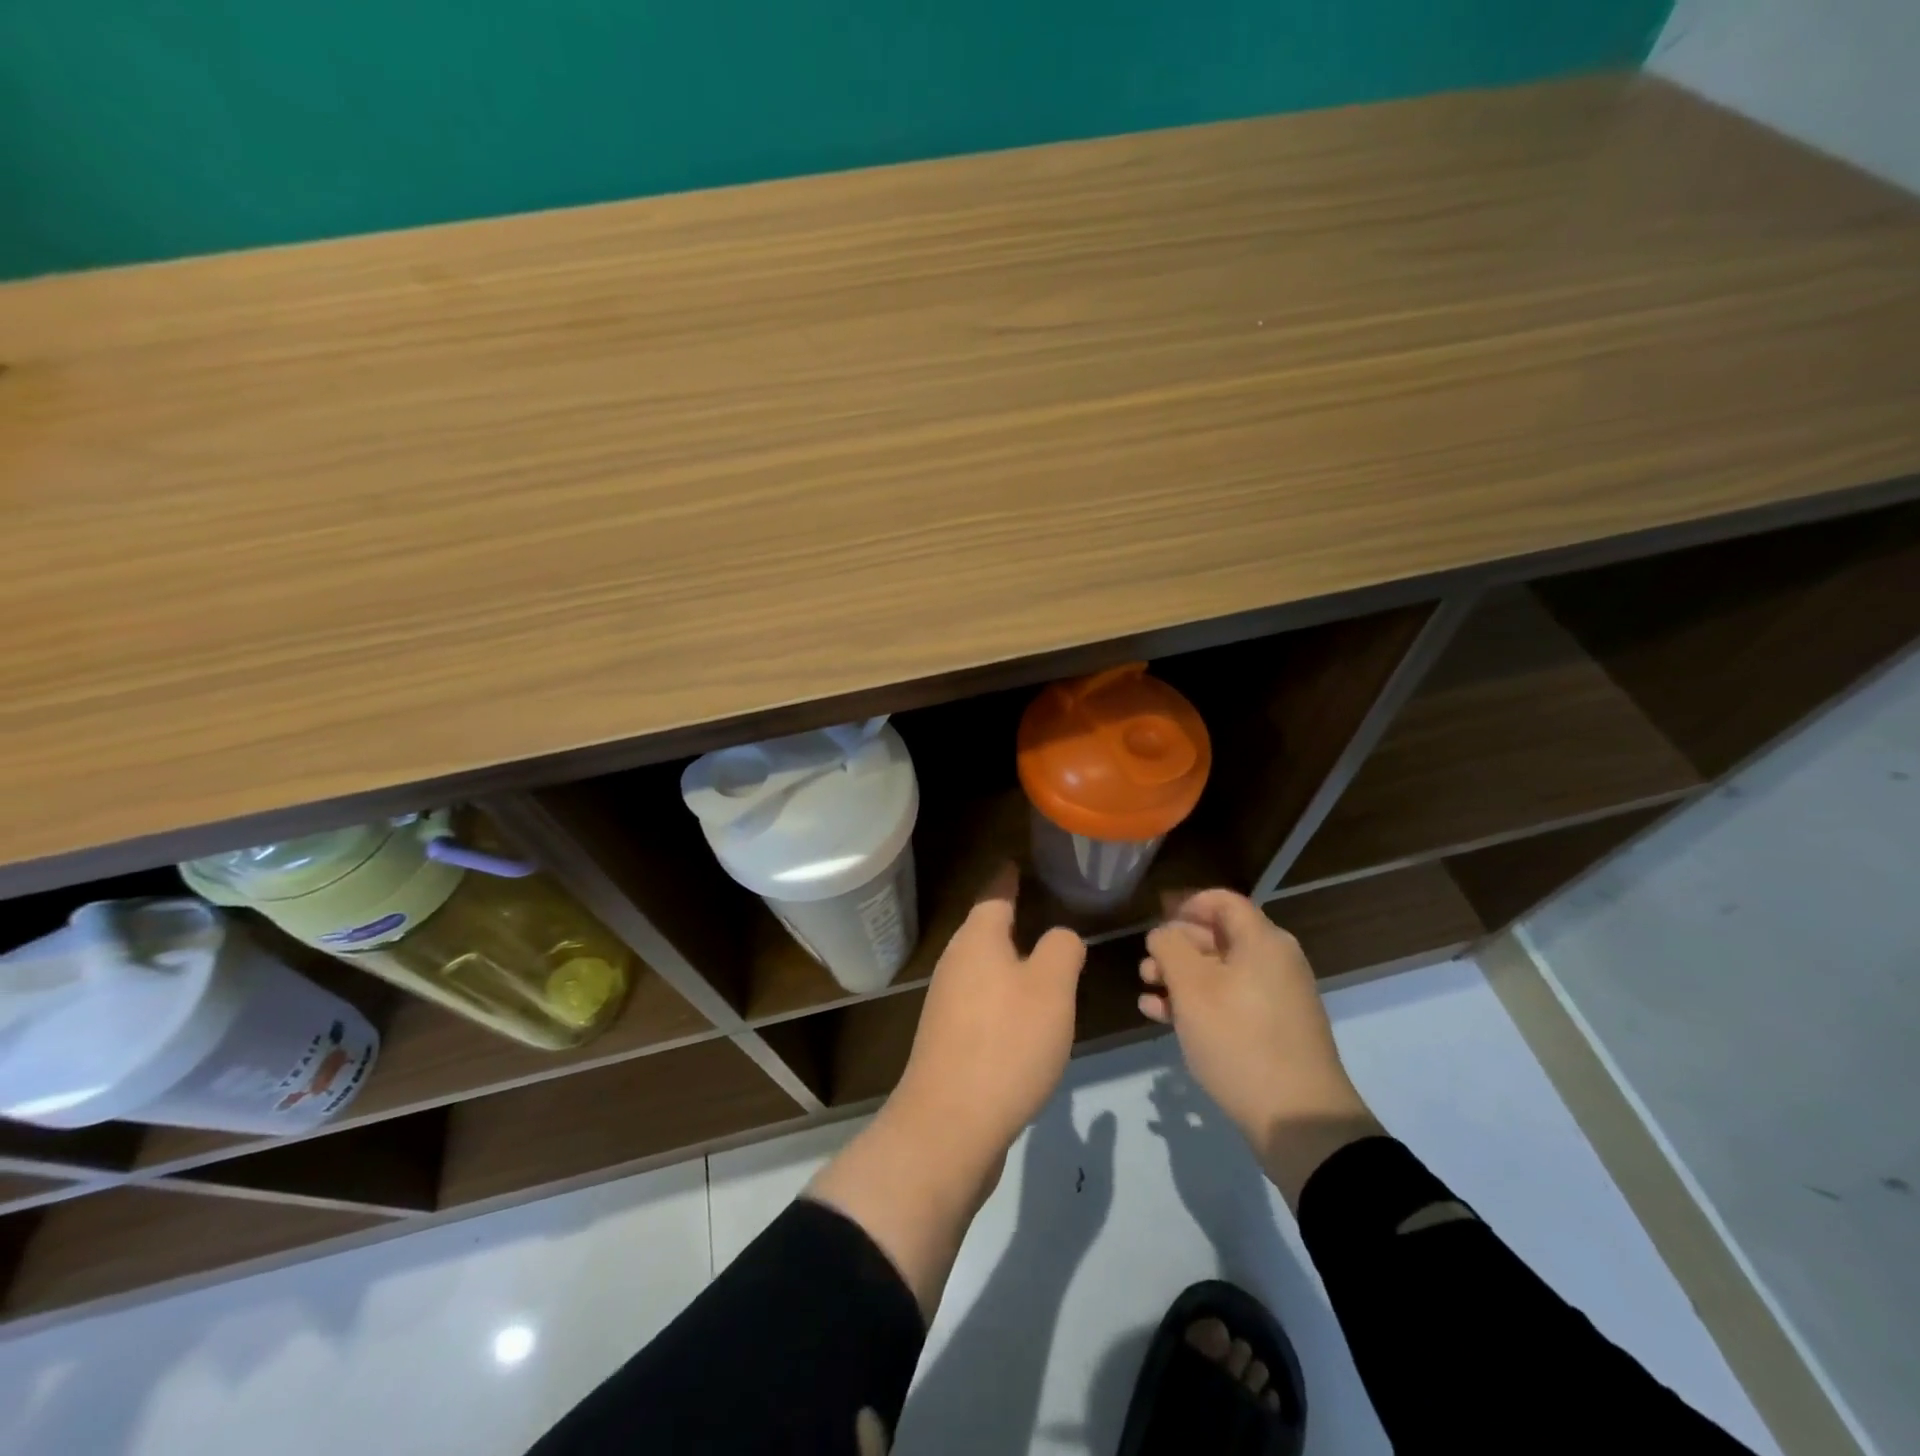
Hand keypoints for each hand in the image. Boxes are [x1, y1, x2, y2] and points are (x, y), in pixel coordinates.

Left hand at [808, 865, 1085, 1315]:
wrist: (950, 1125)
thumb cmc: (1007, 1042)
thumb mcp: (1051, 988)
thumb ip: (1062, 949)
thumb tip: (1060, 936)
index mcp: (977, 940)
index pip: (994, 895)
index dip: (1007, 878)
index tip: (1015, 862)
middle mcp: (956, 963)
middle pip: (984, 929)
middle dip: (1009, 918)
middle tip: (1040, 908)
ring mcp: (947, 1003)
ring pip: (983, 967)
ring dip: (1008, 960)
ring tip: (1040, 959)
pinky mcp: (948, 1039)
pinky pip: (981, 1001)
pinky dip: (1003, 995)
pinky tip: (1023, 1015)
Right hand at [1141, 889, 1382, 1205]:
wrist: (1299, 1120)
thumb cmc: (1239, 1039)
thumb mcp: (1191, 987)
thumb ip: (1170, 948)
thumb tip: (1164, 934)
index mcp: (1262, 942)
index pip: (1222, 901)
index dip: (1185, 905)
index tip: (1155, 924)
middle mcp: (1274, 962)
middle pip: (1218, 937)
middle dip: (1176, 948)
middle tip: (1144, 968)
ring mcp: (1276, 998)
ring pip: (1219, 973)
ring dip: (1179, 979)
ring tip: (1147, 995)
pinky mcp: (1272, 1031)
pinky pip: (1229, 1002)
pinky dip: (1197, 1004)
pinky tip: (1162, 1018)